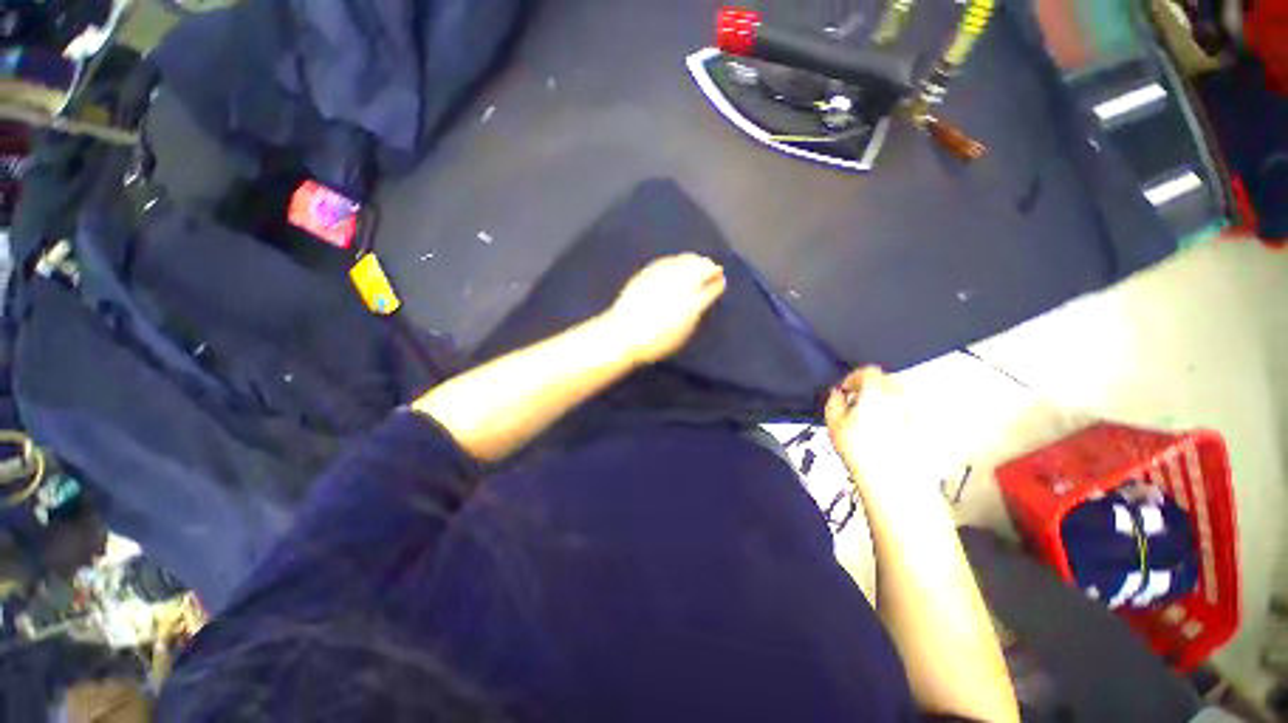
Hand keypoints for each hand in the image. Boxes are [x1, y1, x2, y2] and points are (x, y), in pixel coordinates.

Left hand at [602, 254, 726, 364]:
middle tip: (712, 270)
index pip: (709, 282)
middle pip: (697, 266)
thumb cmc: (656, 339)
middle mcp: (676, 282)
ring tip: (698, 264)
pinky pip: (666, 261)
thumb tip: (707, 294)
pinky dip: (676, 261)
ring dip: (693, 261)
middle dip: (707, 266)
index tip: (721, 280)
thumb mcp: (683, 330)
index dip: (716, 280)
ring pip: (682, 260)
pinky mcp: (645, 274)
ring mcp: (659, 275)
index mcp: (689, 298)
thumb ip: (697, 309)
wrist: (622, 334)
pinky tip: (677, 264)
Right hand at [824, 367, 918, 492]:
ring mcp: (913, 412)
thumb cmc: (860, 450)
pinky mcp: (921, 427)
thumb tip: (837, 395)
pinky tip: (884, 429)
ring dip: (883, 399)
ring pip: (899, 395)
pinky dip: (895, 413)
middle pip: (887, 380)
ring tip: (869, 415)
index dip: (853, 377)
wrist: (891, 478)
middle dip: (870, 386)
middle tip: (856, 401)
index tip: (846, 390)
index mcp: (877, 391)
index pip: (869, 371)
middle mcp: (899, 397)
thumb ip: (833, 403)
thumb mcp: (834, 423)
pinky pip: (906, 411)